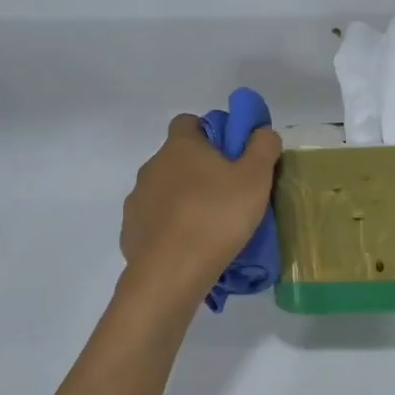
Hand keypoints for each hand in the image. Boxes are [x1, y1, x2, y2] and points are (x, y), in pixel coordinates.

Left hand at [121, 114, 282, 295]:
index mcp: (180, 147)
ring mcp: (137, 200)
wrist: (171, 272)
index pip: (188, 122)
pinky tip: (189, 248)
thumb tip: (261, 132)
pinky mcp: (131, 232)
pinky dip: (170, 230)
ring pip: (164, 191)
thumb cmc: (217, 216)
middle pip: (177, 159)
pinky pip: (154, 222)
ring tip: (210, 227)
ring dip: (183, 201)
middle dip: (199, 171)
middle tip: (228, 194)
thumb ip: (263, 147)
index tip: (230, 154)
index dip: (210, 133)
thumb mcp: (256, 178)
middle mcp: (152, 166)